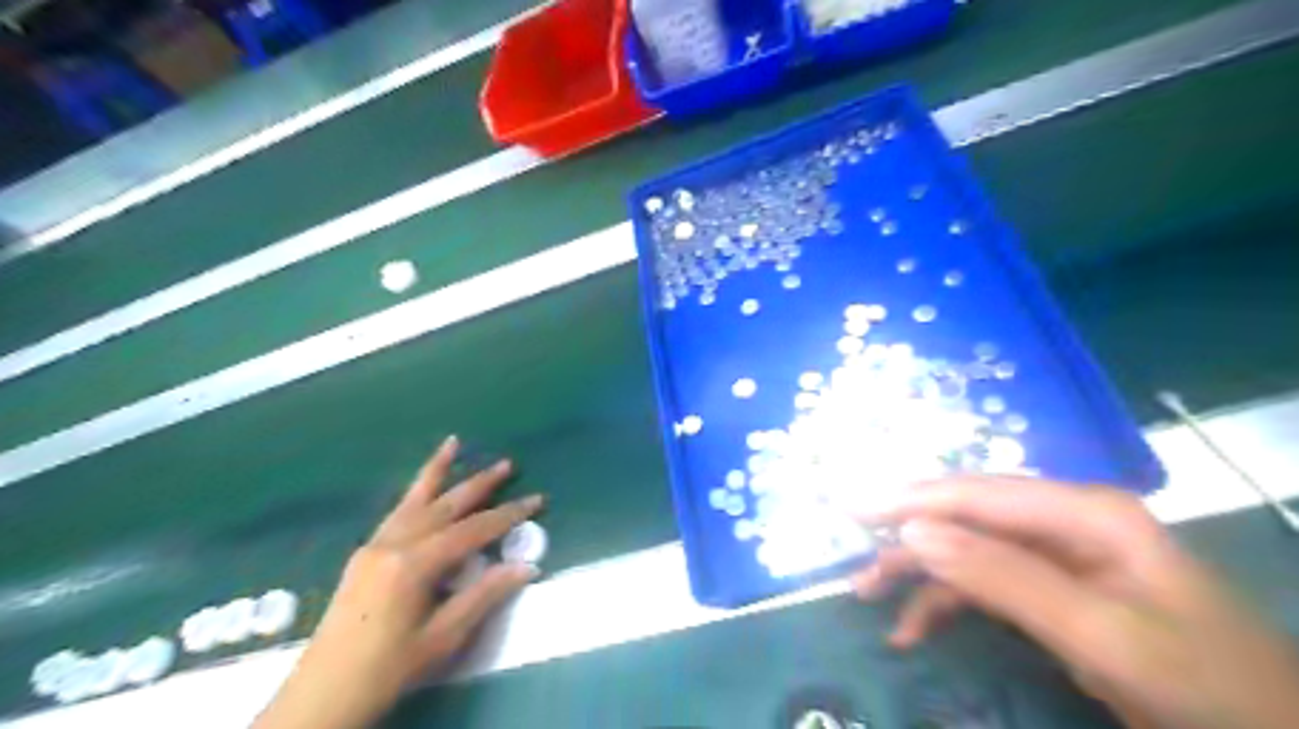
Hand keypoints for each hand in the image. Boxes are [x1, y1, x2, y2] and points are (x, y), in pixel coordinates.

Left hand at [257, 436, 542, 728]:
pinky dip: (414, 492)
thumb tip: (527, 566)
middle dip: (479, 484)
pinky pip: (396, 512)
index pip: (473, 530)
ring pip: (414, 499)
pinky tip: (423, 487)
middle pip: (445, 505)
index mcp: (414, 564)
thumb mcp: (443, 637)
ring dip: (438, 471)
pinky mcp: (365, 554)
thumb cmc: (389, 669)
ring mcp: (374, 545)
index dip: (508, 514)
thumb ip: (484, 595)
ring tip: (453, 443)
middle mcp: (394, 543)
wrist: (323, 695)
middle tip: (507, 463)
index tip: (537, 500)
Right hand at [855, 475, 1297, 728]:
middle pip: (965, 515)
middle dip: (906, 537)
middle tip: (853, 555)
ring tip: (868, 595)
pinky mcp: (1052, 588)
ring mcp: (1057, 554)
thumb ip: (1003, 577)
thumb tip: (913, 533)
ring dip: (917, 572)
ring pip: (967, 548)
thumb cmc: (1201, 684)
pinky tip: (912, 628)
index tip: (850, 509)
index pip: (976, 493)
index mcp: (1084, 512)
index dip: (908, 499)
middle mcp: (1063, 521)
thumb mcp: (1100, 635)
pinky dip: (944, 602)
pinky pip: (983, 582)